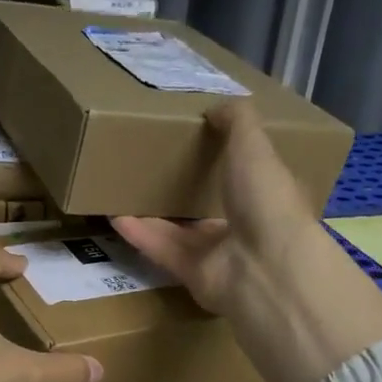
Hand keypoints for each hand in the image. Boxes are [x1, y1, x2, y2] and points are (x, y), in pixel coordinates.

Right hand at [112, 104, 381, 381]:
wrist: (263, 265)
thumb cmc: (266, 199)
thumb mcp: (254, 145)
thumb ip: (236, 122)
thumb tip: (216, 106)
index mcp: (268, 194)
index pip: (249, 174)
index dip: (228, 157)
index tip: (199, 138)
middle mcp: (246, 225)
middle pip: (210, 205)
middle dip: (184, 187)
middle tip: (152, 163)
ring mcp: (219, 254)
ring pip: (181, 230)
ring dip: (153, 212)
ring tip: (122, 189)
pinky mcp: (192, 275)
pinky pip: (162, 250)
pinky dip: (140, 234)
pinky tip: (113, 216)